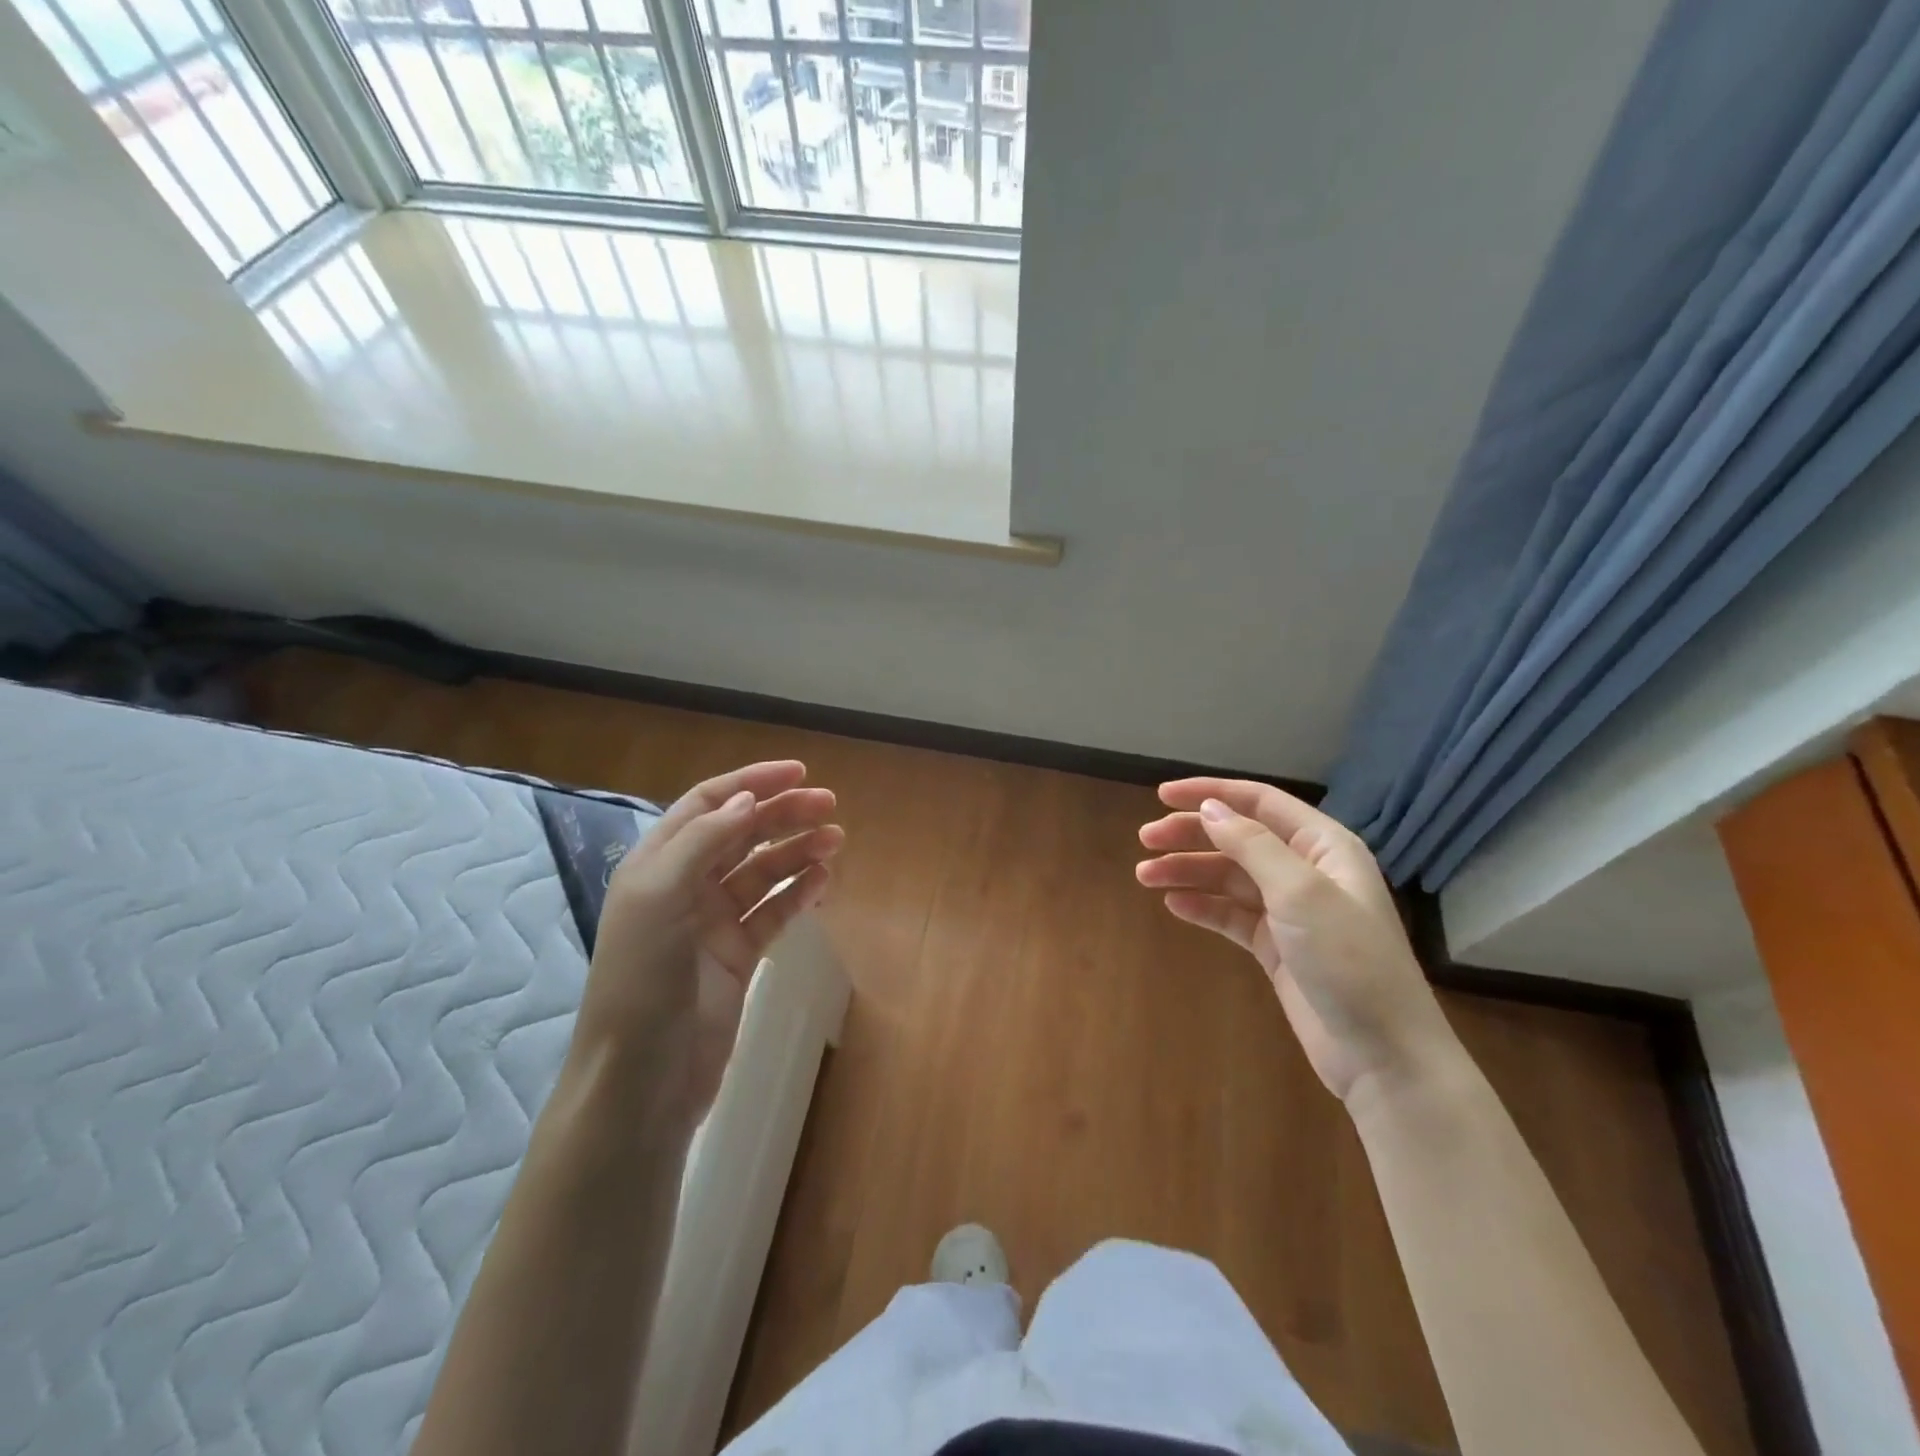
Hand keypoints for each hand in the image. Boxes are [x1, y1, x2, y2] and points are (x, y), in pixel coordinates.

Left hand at [575, 761, 841, 1128]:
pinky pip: (774, 912)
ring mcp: (713, 923)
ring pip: (763, 872)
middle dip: (783, 815)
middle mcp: (685, 886)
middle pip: (741, 833)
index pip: (708, 804)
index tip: (798, 773)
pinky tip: (823, 880)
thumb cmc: (641, 981)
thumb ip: (702, 842)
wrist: (643, 1080)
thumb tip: (747, 799)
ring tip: (836, 841)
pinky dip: (798, 892)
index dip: (751, 782)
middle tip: (830, 806)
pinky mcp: (738, 956)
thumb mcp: (658, 898)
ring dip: (797, 851)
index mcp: (657, 864)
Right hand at [1137, 778, 1457, 1104]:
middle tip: (1145, 840)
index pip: (1260, 803)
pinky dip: (1202, 907)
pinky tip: (1173, 905)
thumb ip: (1252, 845)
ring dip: (1188, 872)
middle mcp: (1307, 871)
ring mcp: (1291, 911)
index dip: (1211, 793)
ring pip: (1229, 878)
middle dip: (1191, 835)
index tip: (1162, 795)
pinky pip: (1231, 915)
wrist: (1383, 1055)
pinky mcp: (1277, 946)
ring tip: (1146, 876)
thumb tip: (1209, 808)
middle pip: (1238, 839)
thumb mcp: (1301, 893)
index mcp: (1324, 846)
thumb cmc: (1348, 960)